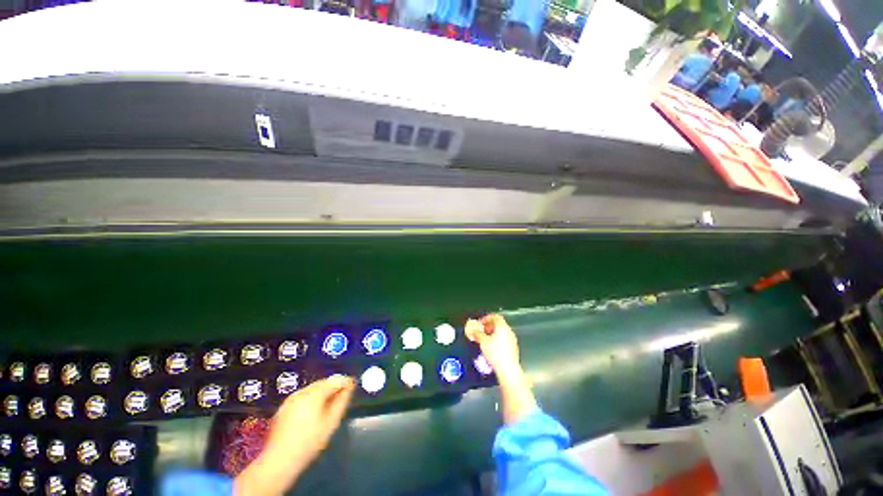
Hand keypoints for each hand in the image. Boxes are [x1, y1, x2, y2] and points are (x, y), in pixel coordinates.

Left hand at [235, 375, 355, 495]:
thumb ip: (342, 401)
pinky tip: (311, 414)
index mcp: (315, 393)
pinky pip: (302, 398)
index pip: (335, 380)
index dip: (345, 382)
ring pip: (312, 390)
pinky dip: (311, 400)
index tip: (352, 386)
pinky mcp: (283, 407)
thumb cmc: (310, 442)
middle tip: (341, 397)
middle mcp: (302, 392)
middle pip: (323, 383)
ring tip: (327, 407)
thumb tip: (349, 386)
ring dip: (322, 394)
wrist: (279, 460)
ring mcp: (290, 399)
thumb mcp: (331, 422)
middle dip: (333, 387)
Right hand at [465, 314, 520, 381]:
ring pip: (501, 333)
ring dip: (492, 334)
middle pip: (498, 325)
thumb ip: (478, 334)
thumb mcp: (483, 342)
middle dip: (488, 327)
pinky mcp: (513, 348)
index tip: (480, 323)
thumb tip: (474, 331)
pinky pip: (504, 340)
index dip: (487, 318)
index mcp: (502, 327)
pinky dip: (497, 341)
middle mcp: (509, 331)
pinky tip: (491, 348)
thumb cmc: (495, 353)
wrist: (508, 370)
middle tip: (481, 331)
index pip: (495, 317)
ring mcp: (512, 340)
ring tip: (484, 340)